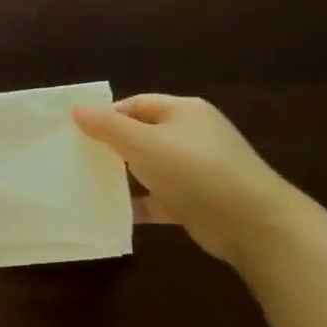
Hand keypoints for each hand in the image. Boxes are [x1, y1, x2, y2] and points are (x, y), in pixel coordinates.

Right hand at [72, 94, 302, 266]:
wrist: (251, 222)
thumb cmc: (193, 170)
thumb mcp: (142, 142)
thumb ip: (106, 126)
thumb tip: (77, 110)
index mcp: (183, 112)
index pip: (135, 104)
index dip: (105, 116)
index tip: (75, 133)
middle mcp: (191, 136)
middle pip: (140, 135)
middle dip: (108, 147)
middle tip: (75, 159)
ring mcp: (195, 169)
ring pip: (146, 168)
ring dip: (120, 178)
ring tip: (84, 185)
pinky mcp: (194, 200)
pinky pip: (156, 198)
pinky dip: (136, 204)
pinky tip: (109, 212)